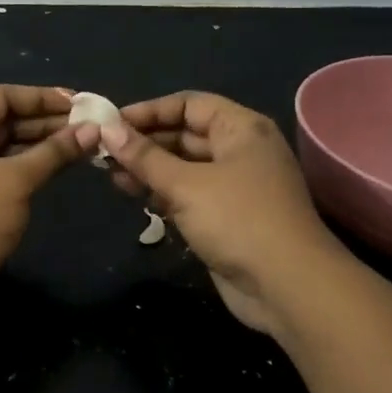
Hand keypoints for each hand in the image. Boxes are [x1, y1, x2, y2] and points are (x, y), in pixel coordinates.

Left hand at [0, 85, 96, 327]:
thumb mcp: (14, 181)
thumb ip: (53, 152)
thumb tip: (92, 130)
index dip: (39, 97)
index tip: (78, 102)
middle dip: (43, 122)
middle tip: (86, 125)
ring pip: (1, 148)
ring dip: (38, 145)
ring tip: (81, 144)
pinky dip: (26, 167)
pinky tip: (57, 167)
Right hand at [101, 91, 348, 335]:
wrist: (288, 287)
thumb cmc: (238, 220)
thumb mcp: (185, 185)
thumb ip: (145, 157)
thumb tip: (108, 129)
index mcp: (241, 129)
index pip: (188, 105)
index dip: (150, 111)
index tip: (111, 123)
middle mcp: (240, 150)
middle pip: (185, 134)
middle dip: (144, 142)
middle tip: (104, 151)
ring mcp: (235, 185)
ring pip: (184, 166)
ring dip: (149, 169)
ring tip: (110, 175)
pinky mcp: (227, 216)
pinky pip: (188, 193)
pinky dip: (162, 192)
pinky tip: (133, 195)